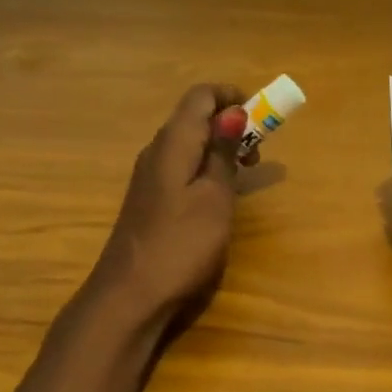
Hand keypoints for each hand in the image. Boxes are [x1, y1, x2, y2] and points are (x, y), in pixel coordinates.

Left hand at [90, 84, 246, 323]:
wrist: (130, 295)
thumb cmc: (181, 244)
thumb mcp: (214, 197)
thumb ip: (223, 153)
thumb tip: (233, 112)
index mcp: (173, 142)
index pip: (200, 95)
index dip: (231, 96)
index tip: (261, 117)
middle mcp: (157, 150)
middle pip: (194, 117)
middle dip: (230, 123)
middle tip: (258, 153)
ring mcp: (150, 175)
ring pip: (188, 143)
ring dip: (219, 148)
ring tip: (244, 175)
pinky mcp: (150, 198)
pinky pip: (181, 166)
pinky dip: (205, 168)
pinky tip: (218, 196)